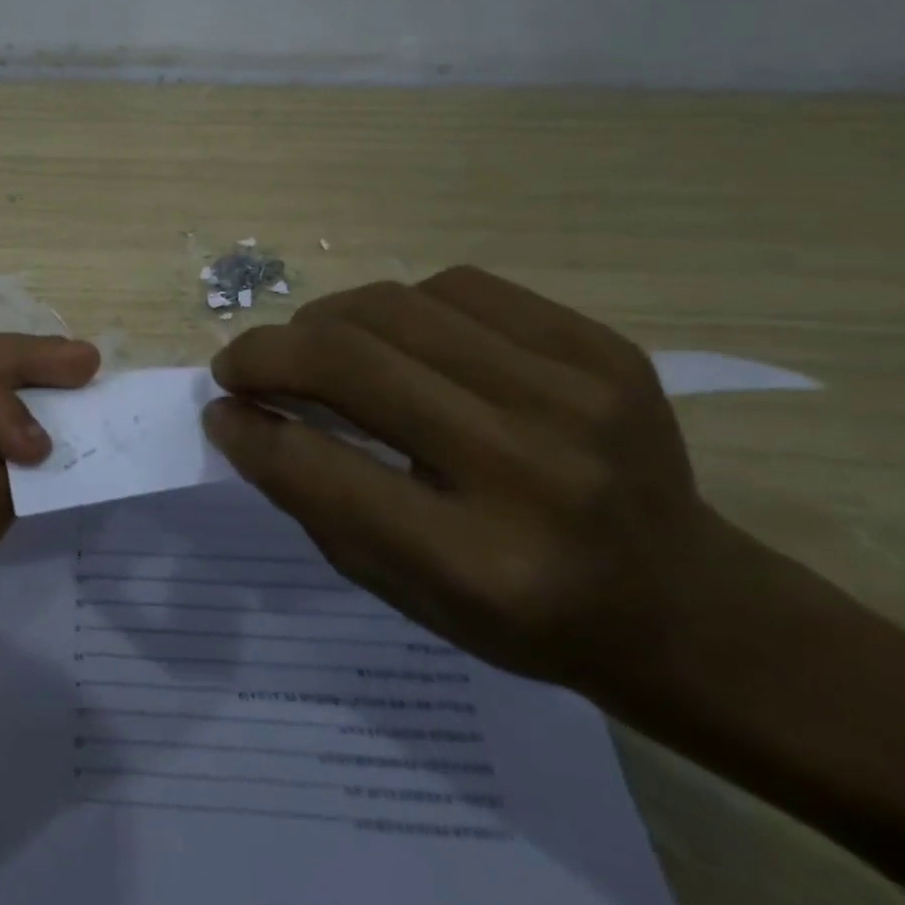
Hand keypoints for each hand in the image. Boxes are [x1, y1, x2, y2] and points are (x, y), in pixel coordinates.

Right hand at [201, 266, 723, 698]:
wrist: (686, 604)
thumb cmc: (521, 617)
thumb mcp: (399, 589)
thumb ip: (311, 500)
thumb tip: (239, 415)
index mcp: (479, 562)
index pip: (319, 468)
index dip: (248, 429)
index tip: (218, 410)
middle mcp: (531, 470)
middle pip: (350, 363)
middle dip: (266, 353)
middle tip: (238, 366)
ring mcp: (576, 396)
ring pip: (392, 306)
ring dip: (321, 321)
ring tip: (307, 346)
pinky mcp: (602, 348)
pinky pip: (456, 286)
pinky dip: (396, 305)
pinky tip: (393, 337)